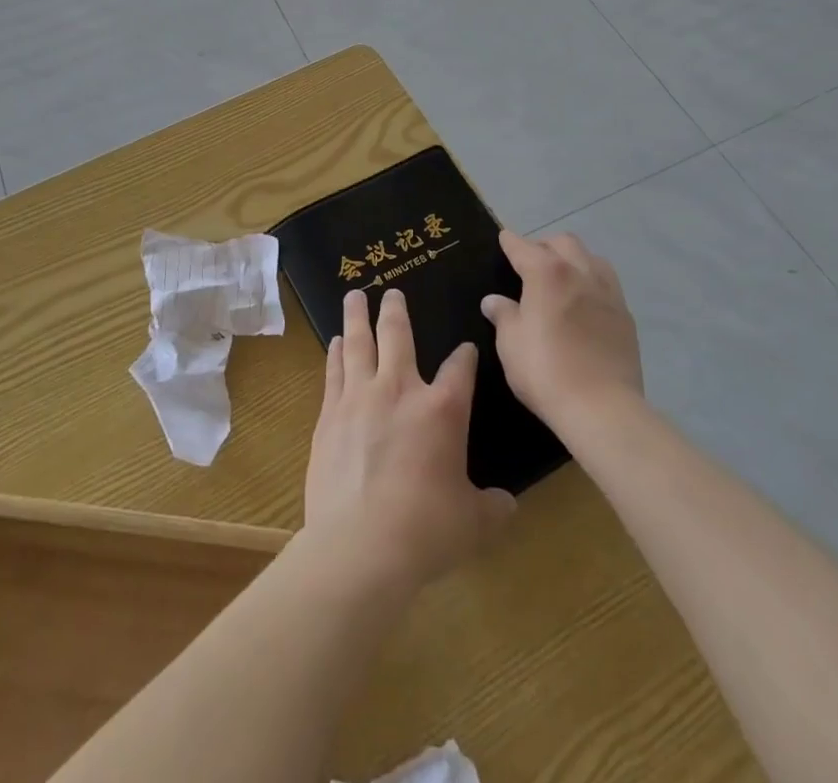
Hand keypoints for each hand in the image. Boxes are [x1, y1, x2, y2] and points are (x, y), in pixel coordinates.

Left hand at [304, 289, 516, 591]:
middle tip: (392, 291)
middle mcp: (400, 390)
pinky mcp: (329, 415)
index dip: (465, 356)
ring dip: (358, 317)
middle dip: (396, 310)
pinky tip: (336, 342)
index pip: (460, 368)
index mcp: (443, 409)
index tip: (465, 350)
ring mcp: (360, 398)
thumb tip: (508, 505)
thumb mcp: (474, 523)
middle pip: (398, 335)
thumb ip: (493, 507)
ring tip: (354, 296)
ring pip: (359, 343)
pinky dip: (336, 353)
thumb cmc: (426, 530)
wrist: (360, 545)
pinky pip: (334, 371)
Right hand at [482, 231, 644, 433]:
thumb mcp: (511, 343)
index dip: (510, 242)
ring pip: (591, 257)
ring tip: (561, 277)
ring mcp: (607, 292)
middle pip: (563, 242)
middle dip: (543, 245)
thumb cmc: (545, 371)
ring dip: (573, 258)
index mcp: (547, 273)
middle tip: (529, 262)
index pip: (523, 247)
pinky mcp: (625, 315)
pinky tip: (584, 301)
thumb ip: (503, 315)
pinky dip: (591, 281)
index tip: (503, 239)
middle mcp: (580, 272)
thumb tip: (493, 300)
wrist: (603, 408)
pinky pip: (607, 283)